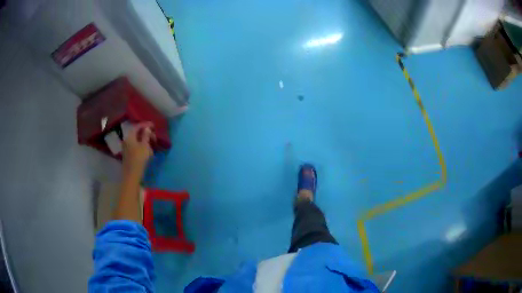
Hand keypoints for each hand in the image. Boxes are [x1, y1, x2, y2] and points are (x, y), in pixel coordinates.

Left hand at [122, 122, 155, 173]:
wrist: (132, 174)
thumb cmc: (139, 158)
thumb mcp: (145, 146)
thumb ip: (146, 136)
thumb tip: (147, 129)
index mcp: (130, 137)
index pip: (137, 126)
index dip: (145, 125)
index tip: (153, 125)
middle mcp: (127, 140)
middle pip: (136, 134)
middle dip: (146, 134)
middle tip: (154, 136)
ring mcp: (127, 148)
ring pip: (137, 141)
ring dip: (145, 141)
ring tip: (152, 145)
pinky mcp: (128, 155)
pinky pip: (136, 147)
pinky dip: (142, 146)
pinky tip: (148, 151)